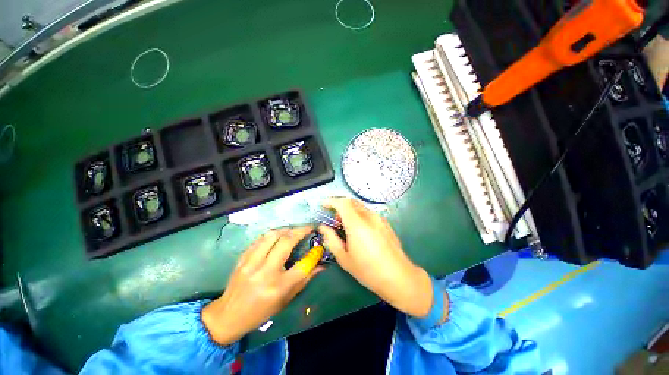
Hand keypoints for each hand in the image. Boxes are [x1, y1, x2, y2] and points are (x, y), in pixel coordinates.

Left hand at [202, 226, 322, 344]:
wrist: (229, 315)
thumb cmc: (262, 311)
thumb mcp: (286, 300)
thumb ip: (305, 280)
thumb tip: (321, 265)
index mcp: (278, 287)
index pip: (302, 265)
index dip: (314, 253)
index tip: (319, 245)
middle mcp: (265, 272)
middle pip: (287, 242)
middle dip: (301, 231)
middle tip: (308, 228)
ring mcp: (251, 263)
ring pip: (272, 235)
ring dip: (286, 229)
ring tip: (294, 230)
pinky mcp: (242, 258)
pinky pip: (260, 239)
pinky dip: (272, 234)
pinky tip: (278, 236)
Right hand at [319, 198, 433, 318]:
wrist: (398, 276)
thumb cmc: (368, 270)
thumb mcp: (344, 257)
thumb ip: (331, 239)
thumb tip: (322, 227)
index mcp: (357, 224)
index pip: (342, 203)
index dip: (331, 201)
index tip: (323, 205)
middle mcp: (369, 216)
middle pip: (351, 202)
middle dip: (340, 206)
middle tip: (334, 219)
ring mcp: (379, 219)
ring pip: (361, 207)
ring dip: (350, 211)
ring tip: (346, 226)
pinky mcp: (386, 223)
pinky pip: (369, 213)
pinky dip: (359, 215)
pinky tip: (360, 230)